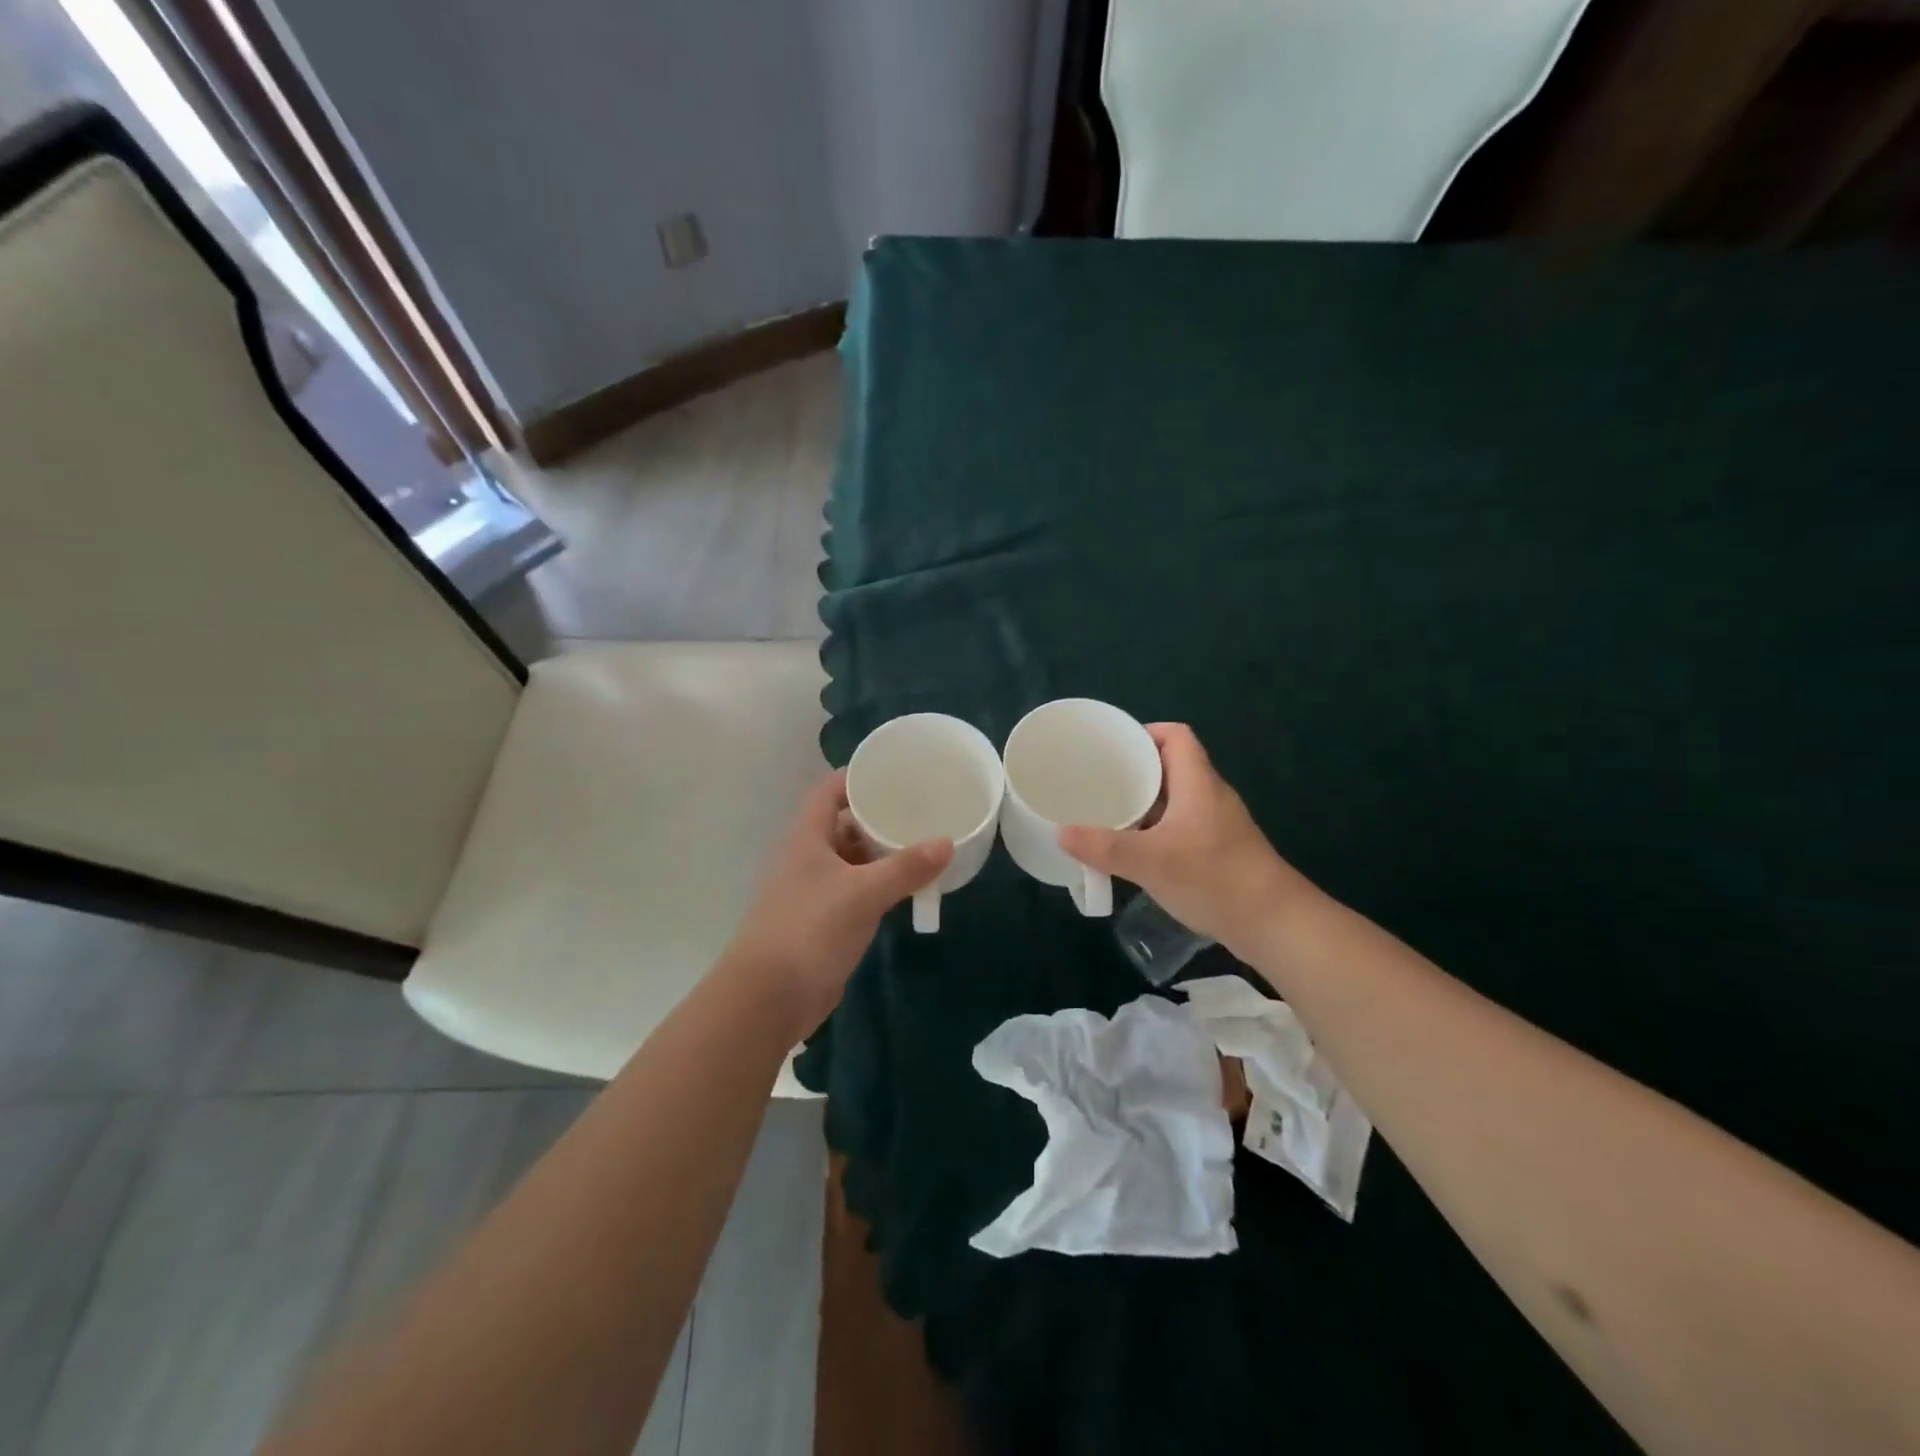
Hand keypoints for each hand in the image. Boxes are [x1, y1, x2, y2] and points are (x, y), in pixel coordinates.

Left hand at [728, 770, 951, 1035]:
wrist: (770, 997)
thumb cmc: (809, 929)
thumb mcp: (862, 893)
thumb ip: (905, 867)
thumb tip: (947, 842)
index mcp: (808, 837)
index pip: (828, 791)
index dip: (856, 777)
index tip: (894, 771)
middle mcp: (809, 857)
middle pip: (844, 823)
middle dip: (879, 815)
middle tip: (921, 807)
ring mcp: (816, 890)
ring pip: (853, 859)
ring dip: (883, 852)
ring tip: (923, 841)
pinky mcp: (826, 920)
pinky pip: (858, 890)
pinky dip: (881, 883)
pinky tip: (909, 884)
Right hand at [1059, 723, 1304, 956]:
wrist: (1274, 923)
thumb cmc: (1214, 878)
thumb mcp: (1151, 862)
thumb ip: (1104, 847)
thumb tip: (1061, 833)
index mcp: (1198, 783)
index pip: (1176, 736)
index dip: (1145, 732)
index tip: (1111, 747)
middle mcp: (1210, 796)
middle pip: (1171, 766)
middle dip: (1134, 770)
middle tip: (1098, 781)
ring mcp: (1217, 824)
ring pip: (1175, 799)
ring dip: (1144, 803)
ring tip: (1107, 812)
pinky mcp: (1219, 850)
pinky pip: (1181, 825)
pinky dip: (1156, 828)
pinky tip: (1135, 849)